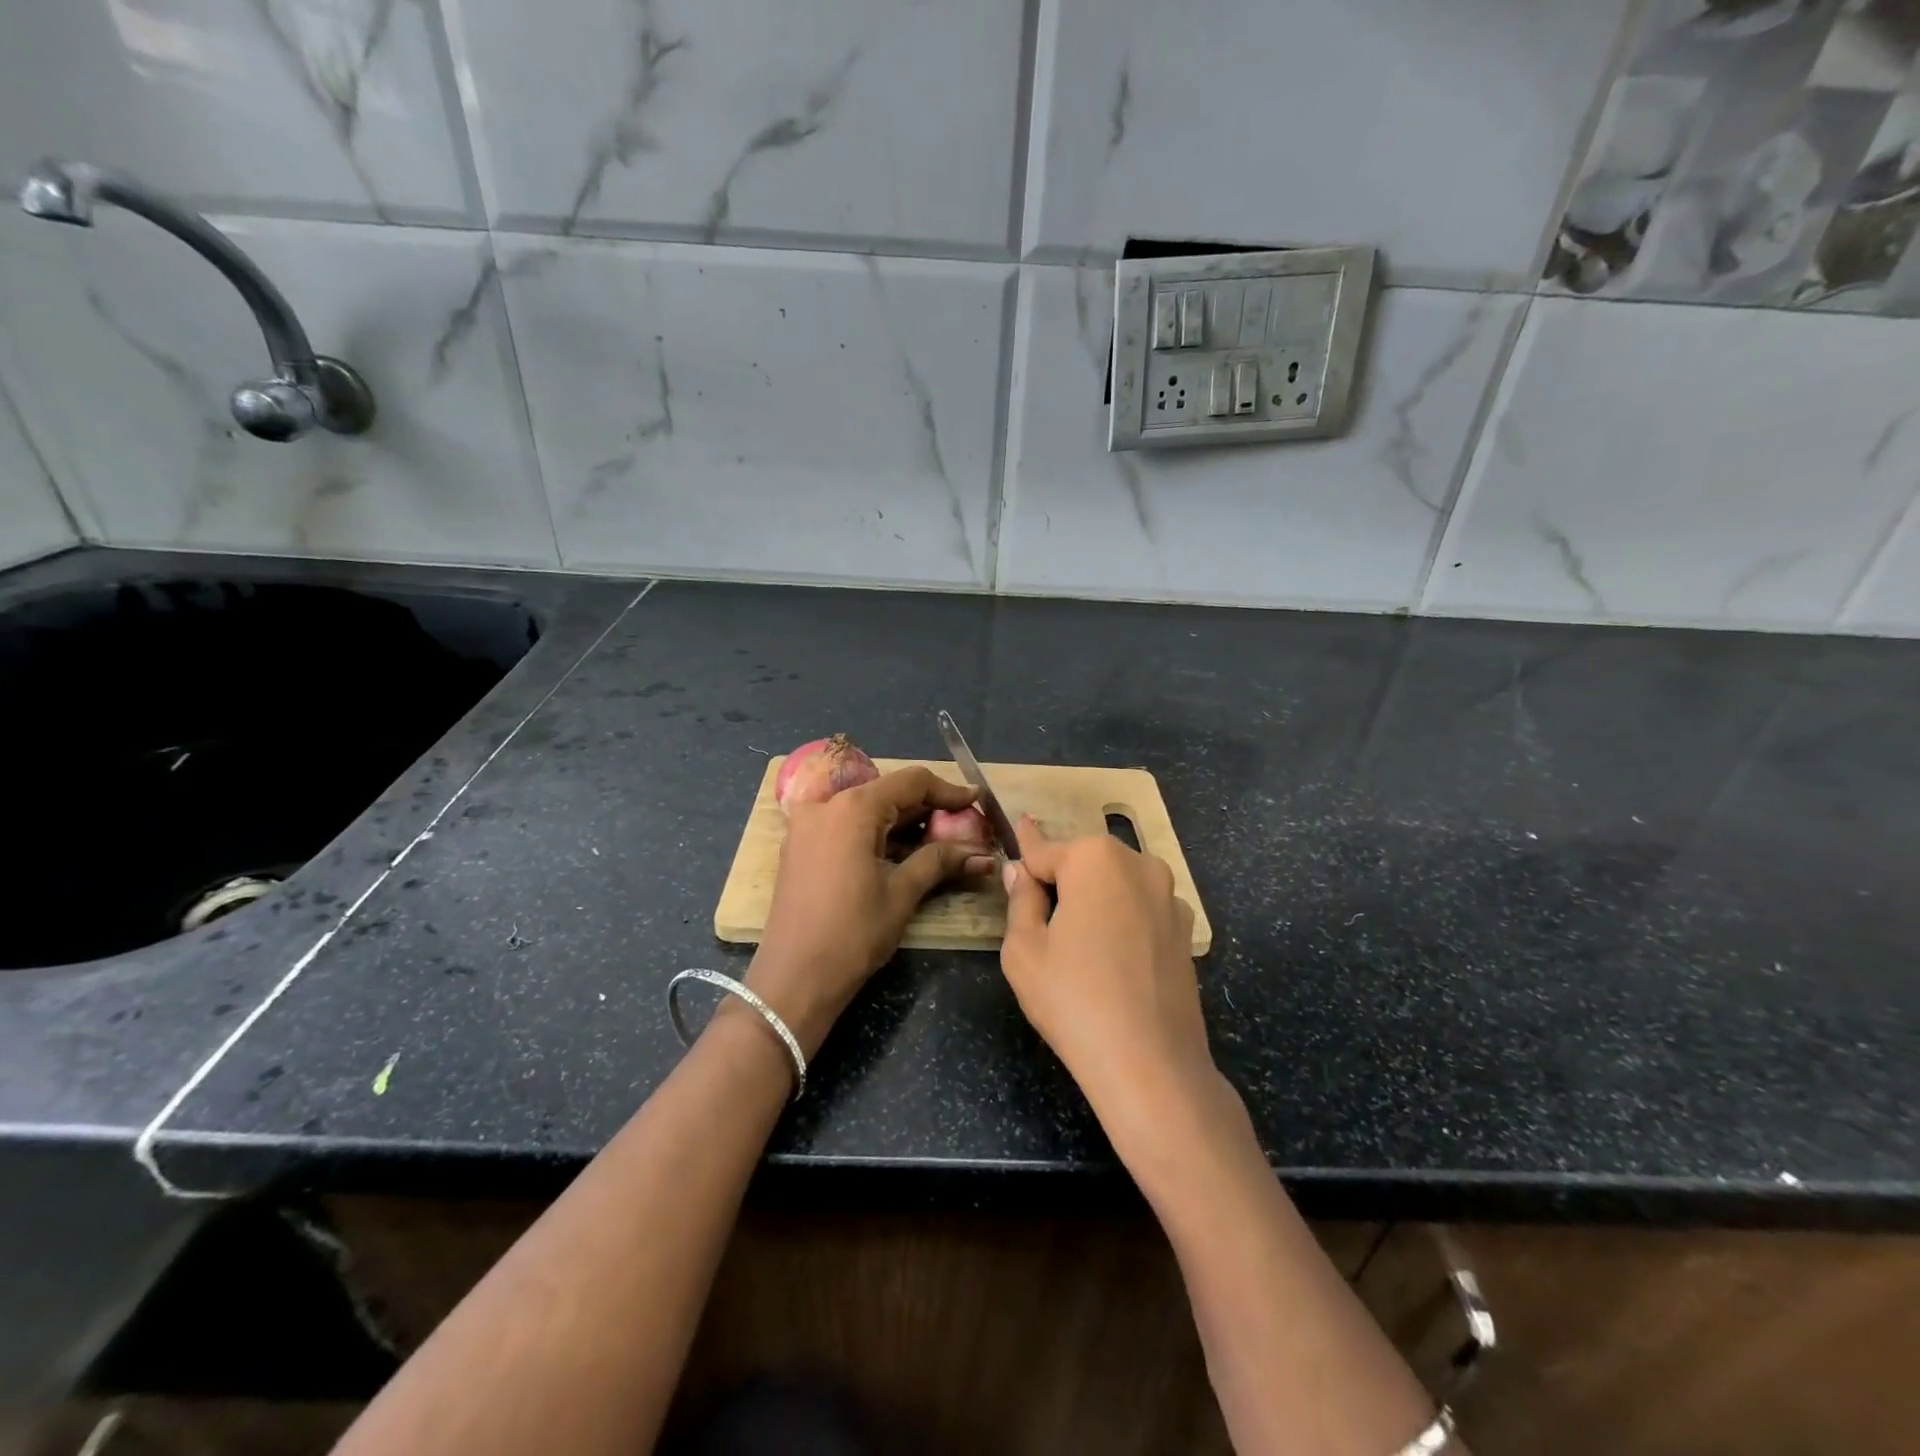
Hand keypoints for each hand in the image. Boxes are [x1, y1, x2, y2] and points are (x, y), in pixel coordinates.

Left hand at [748, 766, 991, 1056]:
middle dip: (927, 809)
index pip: (911, 782)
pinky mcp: (800, 845)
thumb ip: (940, 861)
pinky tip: (902, 852)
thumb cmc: (853, 933)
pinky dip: (875, 833)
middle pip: (887, 792)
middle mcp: (825, 805)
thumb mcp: (902, 893)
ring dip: (902, 823)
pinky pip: (845, 825)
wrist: (793, 979)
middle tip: (963, 827)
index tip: (977, 802)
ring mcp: (807, 824)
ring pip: (866, 809)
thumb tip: (983, 854)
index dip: (948, 791)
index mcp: (853, 808)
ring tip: (940, 842)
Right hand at [999, 816, 1215, 1143]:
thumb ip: (1021, 900)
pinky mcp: (1185, 929)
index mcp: (1094, 859)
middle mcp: (1138, 863)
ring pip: (1115, 884)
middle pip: (1083, 863)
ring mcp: (1169, 896)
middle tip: (1040, 921)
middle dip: (1061, 881)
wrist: (1151, 1064)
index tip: (1018, 822)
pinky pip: (1140, 909)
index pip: (1044, 850)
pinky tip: (1113, 959)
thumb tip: (1021, 873)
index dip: (1025, 847)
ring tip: (1078, 945)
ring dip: (1094, 899)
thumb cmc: (1074, 1000)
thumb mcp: (1024, 950)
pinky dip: (1122, 919)